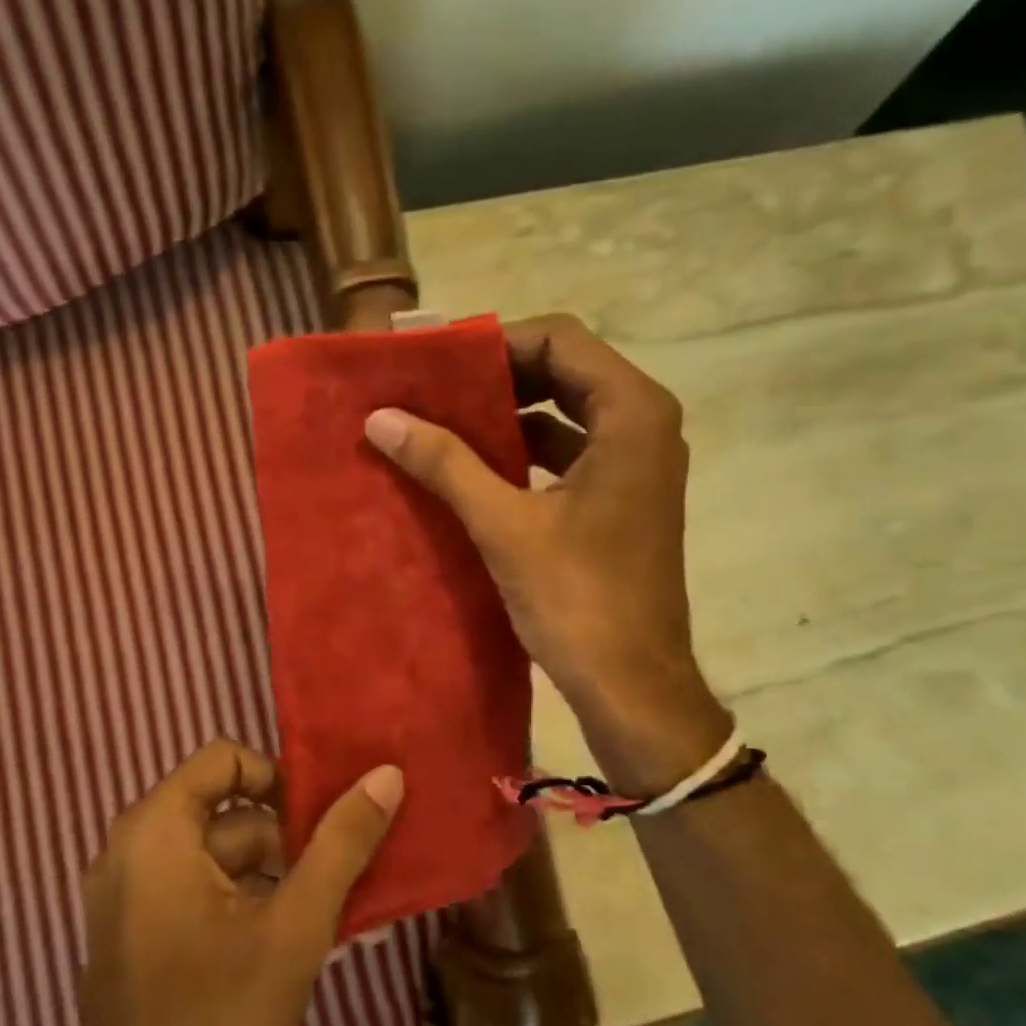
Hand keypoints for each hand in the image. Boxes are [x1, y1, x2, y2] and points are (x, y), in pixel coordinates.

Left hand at [73, 740, 402, 1025]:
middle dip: (286, 835)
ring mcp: (126, 901)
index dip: (278, 778)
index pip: (223, 760)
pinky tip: (294, 941)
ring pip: (214, 857)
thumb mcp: (297, 925)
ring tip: (332, 911)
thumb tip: (387, 773)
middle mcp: (128, 854)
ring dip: (275, 874)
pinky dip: (245, 902)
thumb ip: (342, 842)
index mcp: (153, 833)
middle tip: (341, 869)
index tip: (323, 819)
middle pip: (222, 811)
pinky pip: (196, 894)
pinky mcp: (134, 941)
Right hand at [363, 313, 730, 795]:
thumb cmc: (578, 599)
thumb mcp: (504, 525)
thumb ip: (445, 463)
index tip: (436, 359)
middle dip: (497, 376)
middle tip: (431, 387)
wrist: (632, 685)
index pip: (560, 340)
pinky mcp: (622, 500)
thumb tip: (380, 417)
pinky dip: (523, 453)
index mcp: (632, 414)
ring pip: (565, 414)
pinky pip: (568, 454)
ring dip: (507, 415)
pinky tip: (473, 469)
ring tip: (442, 422)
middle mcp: (645, 426)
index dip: (495, 342)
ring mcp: (637, 465)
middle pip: (564, 371)